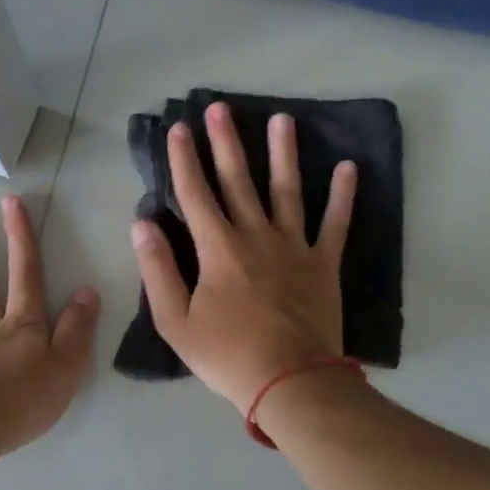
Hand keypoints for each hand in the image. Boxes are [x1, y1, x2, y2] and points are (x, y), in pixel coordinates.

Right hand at [131, 102, 355, 410]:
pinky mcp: (323, 265)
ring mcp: (294, 247)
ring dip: (283, 153)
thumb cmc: (227, 355)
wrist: (291, 382)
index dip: (184, 159)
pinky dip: (342, 196)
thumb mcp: (176, 321)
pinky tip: (348, 167)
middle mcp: (255, 236)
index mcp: (217, 249)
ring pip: (287, 191)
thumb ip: (157, 270)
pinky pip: (335, 224)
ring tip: (282, 120)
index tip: (178, 128)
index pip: (195, 194)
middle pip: (238, 181)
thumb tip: (141, 224)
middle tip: (219, 108)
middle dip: (225, 143)